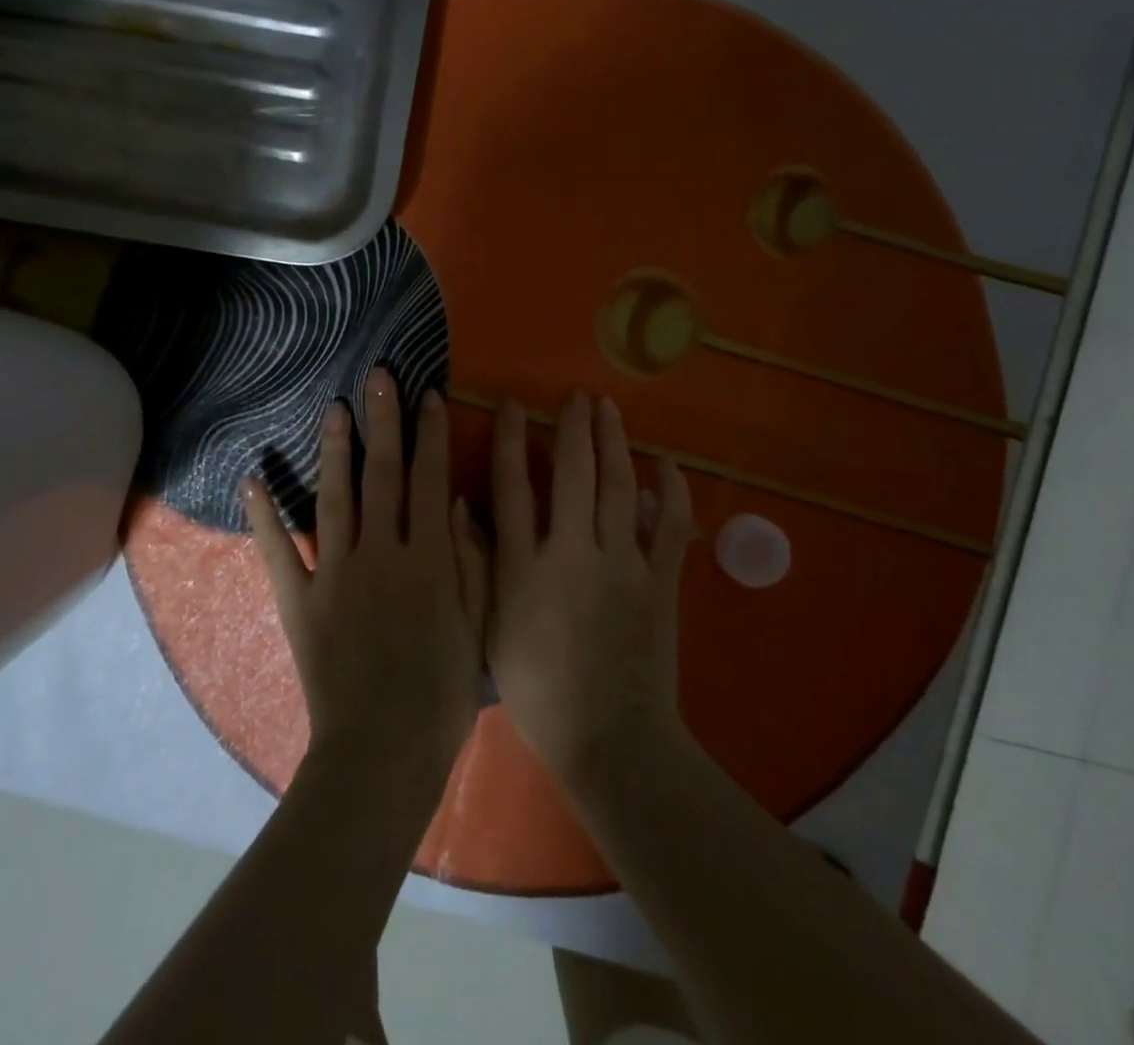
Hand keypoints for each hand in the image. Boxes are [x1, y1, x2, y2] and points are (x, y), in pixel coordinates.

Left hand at [243, 369, 487, 788]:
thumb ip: (469, 561)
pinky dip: (263, 517)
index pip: (428, 480)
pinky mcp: (299, 601)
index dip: (430, 435)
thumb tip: (454, 502)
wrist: (382, 754)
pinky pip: (278, 553)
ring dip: (334, 451)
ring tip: (332, 409)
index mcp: (427, 560)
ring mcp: (335, 575)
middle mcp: (381, 554)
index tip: (428, 395)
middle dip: (383, 422)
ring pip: (335, 499)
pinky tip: (251, 479)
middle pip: (382, 476)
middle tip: (377, 377)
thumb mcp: (475, 626)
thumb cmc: (440, 694)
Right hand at [469, 393, 693, 783]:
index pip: (512, 487)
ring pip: (618, 488)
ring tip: (609, 408)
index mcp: (524, 567)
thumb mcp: (488, 628)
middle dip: (573, 428)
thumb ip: (475, 565)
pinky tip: (667, 463)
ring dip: (614, 443)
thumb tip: (461, 506)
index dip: (510, 440)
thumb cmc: (537, 689)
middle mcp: (571, 554)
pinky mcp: (659, 582)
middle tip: (575, 395)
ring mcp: (621, 566)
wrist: (607, 739)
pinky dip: (672, 493)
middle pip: (572, 475)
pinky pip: (671, 527)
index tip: (512, 404)